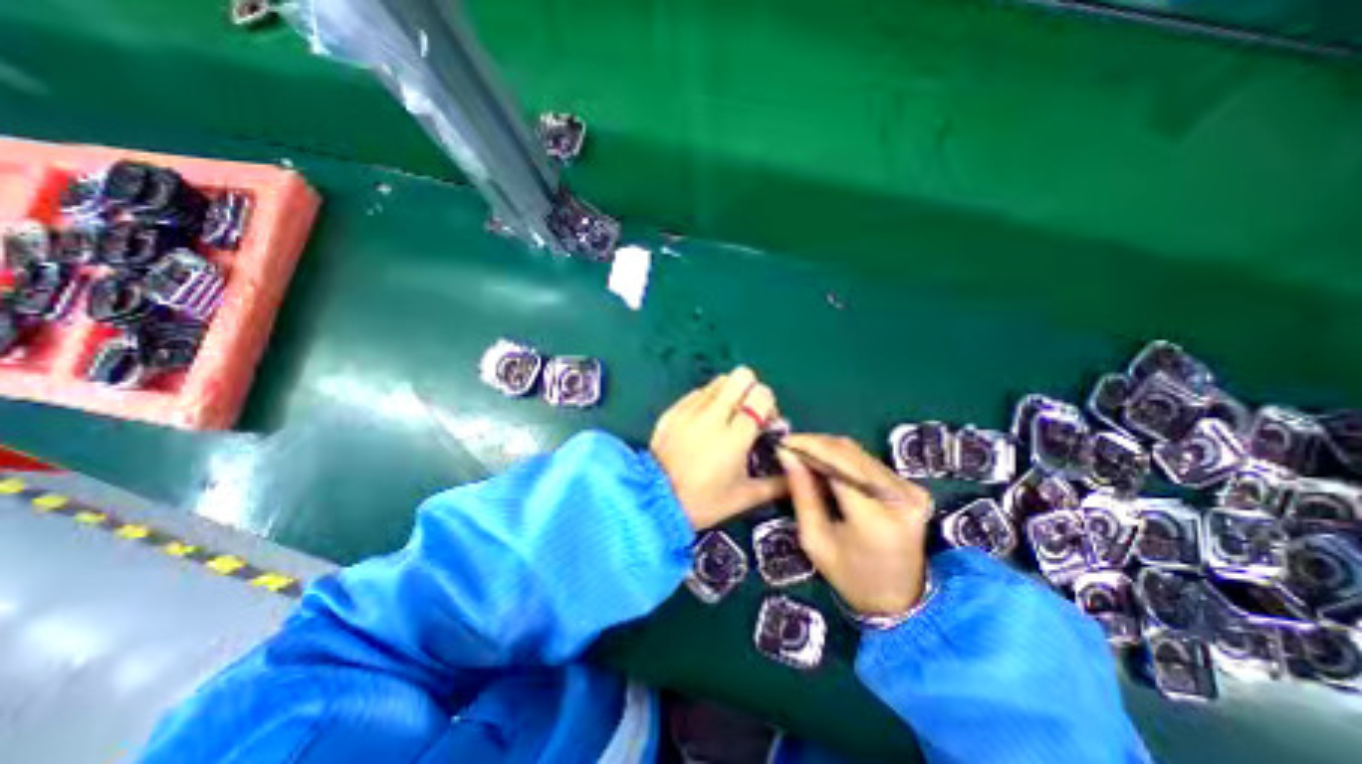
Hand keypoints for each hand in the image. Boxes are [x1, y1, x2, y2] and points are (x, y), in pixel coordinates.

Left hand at [649, 367, 788, 526]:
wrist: (654, 501)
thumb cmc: (703, 501)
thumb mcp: (744, 497)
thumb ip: (776, 484)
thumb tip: (796, 475)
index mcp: (734, 437)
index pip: (761, 395)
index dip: (767, 404)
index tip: (764, 422)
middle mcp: (713, 416)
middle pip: (741, 375)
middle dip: (750, 389)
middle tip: (746, 412)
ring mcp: (690, 410)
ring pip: (719, 381)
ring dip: (729, 393)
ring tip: (724, 417)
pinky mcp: (673, 410)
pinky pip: (697, 392)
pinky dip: (707, 401)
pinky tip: (702, 423)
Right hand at [778, 435, 936, 612]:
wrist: (901, 601)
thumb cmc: (850, 577)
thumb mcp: (815, 540)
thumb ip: (802, 493)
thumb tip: (786, 455)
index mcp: (874, 518)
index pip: (837, 464)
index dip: (808, 447)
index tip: (782, 443)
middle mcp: (899, 497)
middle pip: (849, 452)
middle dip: (815, 444)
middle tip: (789, 447)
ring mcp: (911, 490)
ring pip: (859, 452)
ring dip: (828, 449)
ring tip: (804, 455)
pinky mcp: (914, 488)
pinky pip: (869, 462)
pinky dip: (844, 459)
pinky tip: (827, 467)